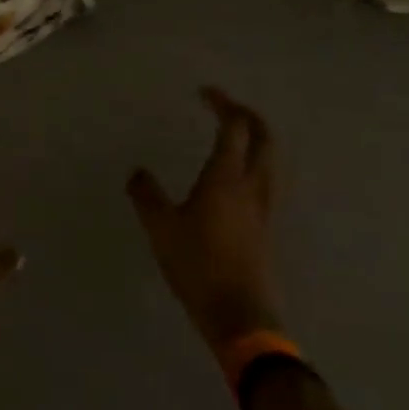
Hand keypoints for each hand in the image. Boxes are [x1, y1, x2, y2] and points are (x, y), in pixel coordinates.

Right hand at [127, 87, 282, 350]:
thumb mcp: (161, 228)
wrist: (240, 315)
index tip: (204, 93)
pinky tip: (236, 179)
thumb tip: (137, 172)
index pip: (234, 127)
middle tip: (226, 107)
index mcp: (226, 178)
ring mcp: (264, 208)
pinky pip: (266, 182)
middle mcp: (251, 186)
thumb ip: (147, 196)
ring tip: (235, 136)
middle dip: (249, 115)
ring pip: (271, 160)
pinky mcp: (266, 228)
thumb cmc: (198, 265)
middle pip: (264, 138)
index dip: (222, 104)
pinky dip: (255, 165)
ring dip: (257, 139)